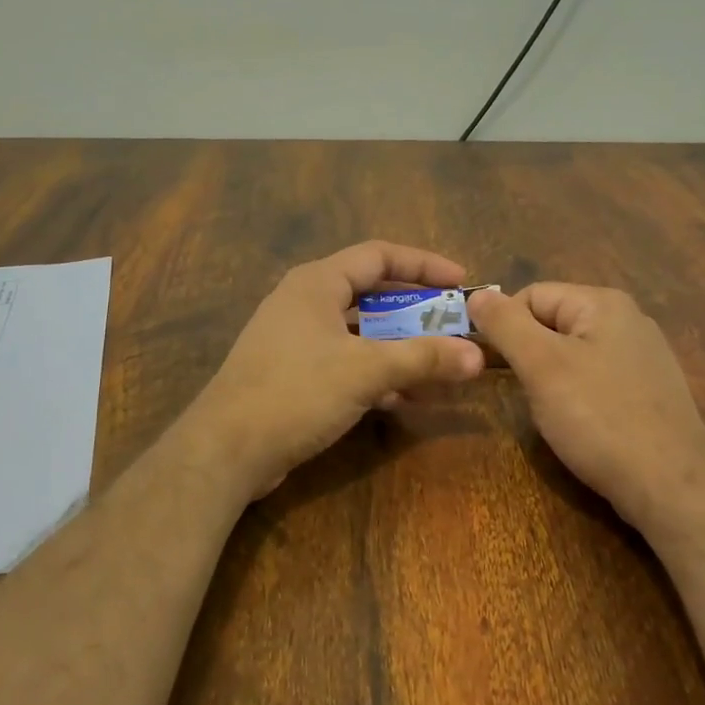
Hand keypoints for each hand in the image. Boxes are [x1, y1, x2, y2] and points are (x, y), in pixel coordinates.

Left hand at [186, 242, 486, 498]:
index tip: (461, 283)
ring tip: (438, 367)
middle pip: (370, 294)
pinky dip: (375, 374)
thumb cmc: (296, 392)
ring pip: (358, 334)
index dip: (423, 265)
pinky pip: (344, 363)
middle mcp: (303, 303)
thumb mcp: (366, 371)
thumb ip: (423, 358)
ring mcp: (294, 340)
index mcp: (317, 283)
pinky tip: (404, 398)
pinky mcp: (291, 375)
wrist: (227, 449)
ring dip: (398, 348)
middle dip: (414, 311)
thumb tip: (477, 355)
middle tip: (452, 326)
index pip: (378, 255)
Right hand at [467, 283, 704, 529]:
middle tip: (521, 391)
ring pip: (572, 353)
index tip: (491, 366)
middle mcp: (627, 319)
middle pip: (552, 322)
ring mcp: (642, 356)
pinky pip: (595, 377)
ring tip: (549, 411)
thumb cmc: (599, 418)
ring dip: (549, 377)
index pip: (531, 295)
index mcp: (603, 303)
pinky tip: (578, 423)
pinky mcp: (647, 390)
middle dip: (527, 354)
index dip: (504, 327)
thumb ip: (505, 325)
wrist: (671, 485)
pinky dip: (576, 395)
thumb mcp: (542, 366)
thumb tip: (475, 295)